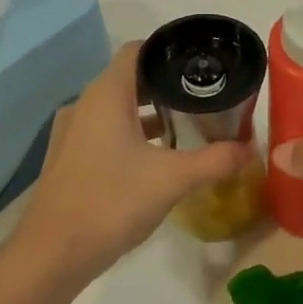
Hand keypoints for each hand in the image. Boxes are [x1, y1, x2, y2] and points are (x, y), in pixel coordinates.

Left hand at [13, 41, 250, 284]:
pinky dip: (131, 137)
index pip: (137, 50)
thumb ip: (214, 160)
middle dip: (166, 86)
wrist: (53, 252)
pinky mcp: (69, 160)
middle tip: (204, 98)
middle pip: (129, 80)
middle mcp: (84, 105)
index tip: (201, 65)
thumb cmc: (112, 202)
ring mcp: (72, 134)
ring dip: (149, 115)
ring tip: (187, 127)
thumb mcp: (172, 180)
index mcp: (106, 96)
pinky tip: (156, 160)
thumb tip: (249, 149)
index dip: (169, 51)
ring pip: (116, 110)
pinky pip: (104, 134)